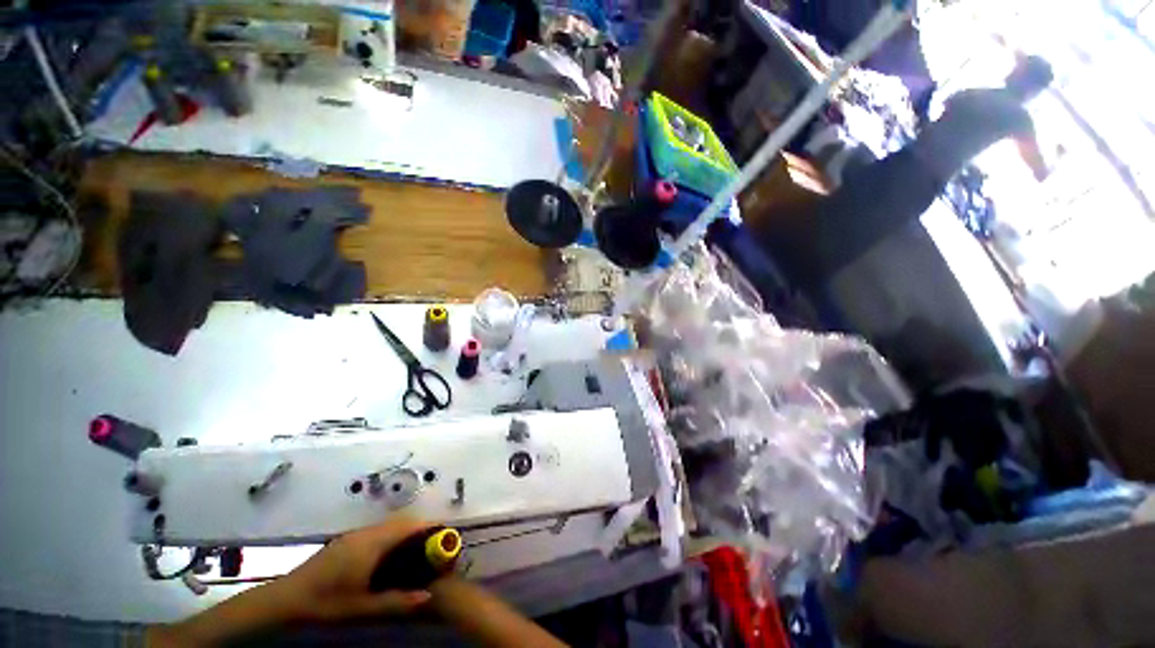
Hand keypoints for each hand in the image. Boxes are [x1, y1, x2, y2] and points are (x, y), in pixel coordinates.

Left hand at [269, 516, 434, 622]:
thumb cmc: (325, 603)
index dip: (431, 528)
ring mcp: (355, 534)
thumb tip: (428, 597)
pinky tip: (392, 558)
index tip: (446, 539)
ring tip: (418, 554)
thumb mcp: (361, 608)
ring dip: (407, 534)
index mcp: (372, 543)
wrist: (285, 598)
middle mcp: (367, 532)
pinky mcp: (347, 540)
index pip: (410, 526)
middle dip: (422, 531)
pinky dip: (393, 538)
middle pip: (403, 523)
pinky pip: (379, 531)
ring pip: (390, 526)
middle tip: (435, 550)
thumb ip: (396, 601)